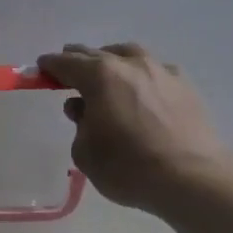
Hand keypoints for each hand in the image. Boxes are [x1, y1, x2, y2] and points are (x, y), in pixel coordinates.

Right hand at [37, 43, 232, 212]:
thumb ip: (79, 124)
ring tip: (107, 74)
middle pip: (97, 54)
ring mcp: (161, 72)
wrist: (191, 178)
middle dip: (79, 60)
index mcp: (100, 77)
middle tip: (68, 69)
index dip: (51, 65)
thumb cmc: (128, 168)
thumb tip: (83, 108)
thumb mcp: (86, 153)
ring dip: (113, 61)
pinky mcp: (185, 86)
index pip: (67, 63)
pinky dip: (141, 76)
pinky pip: (155, 72)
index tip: (41, 67)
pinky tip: (142, 91)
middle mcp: (131, 65)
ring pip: (129, 56)